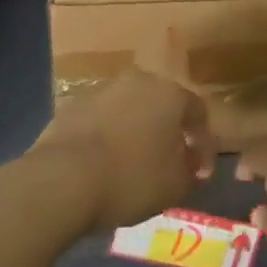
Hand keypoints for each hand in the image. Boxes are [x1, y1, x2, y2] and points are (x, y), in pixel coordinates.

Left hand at [29, 70, 215, 233]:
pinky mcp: (73, 104)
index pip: (198, 112)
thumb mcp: (175, 185)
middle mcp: (138, 81)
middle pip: (161, 104)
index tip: (200, 171)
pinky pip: (102, 119)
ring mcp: (102, 89)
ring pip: (130, 108)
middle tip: (170, 162)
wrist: (62, 178)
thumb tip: (192, 162)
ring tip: (134, 163)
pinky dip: (109, 135)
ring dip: (137, 130)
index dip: (203, 143)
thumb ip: (191, 171)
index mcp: (169, 93)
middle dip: (169, 131)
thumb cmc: (131, 178)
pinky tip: (105, 162)